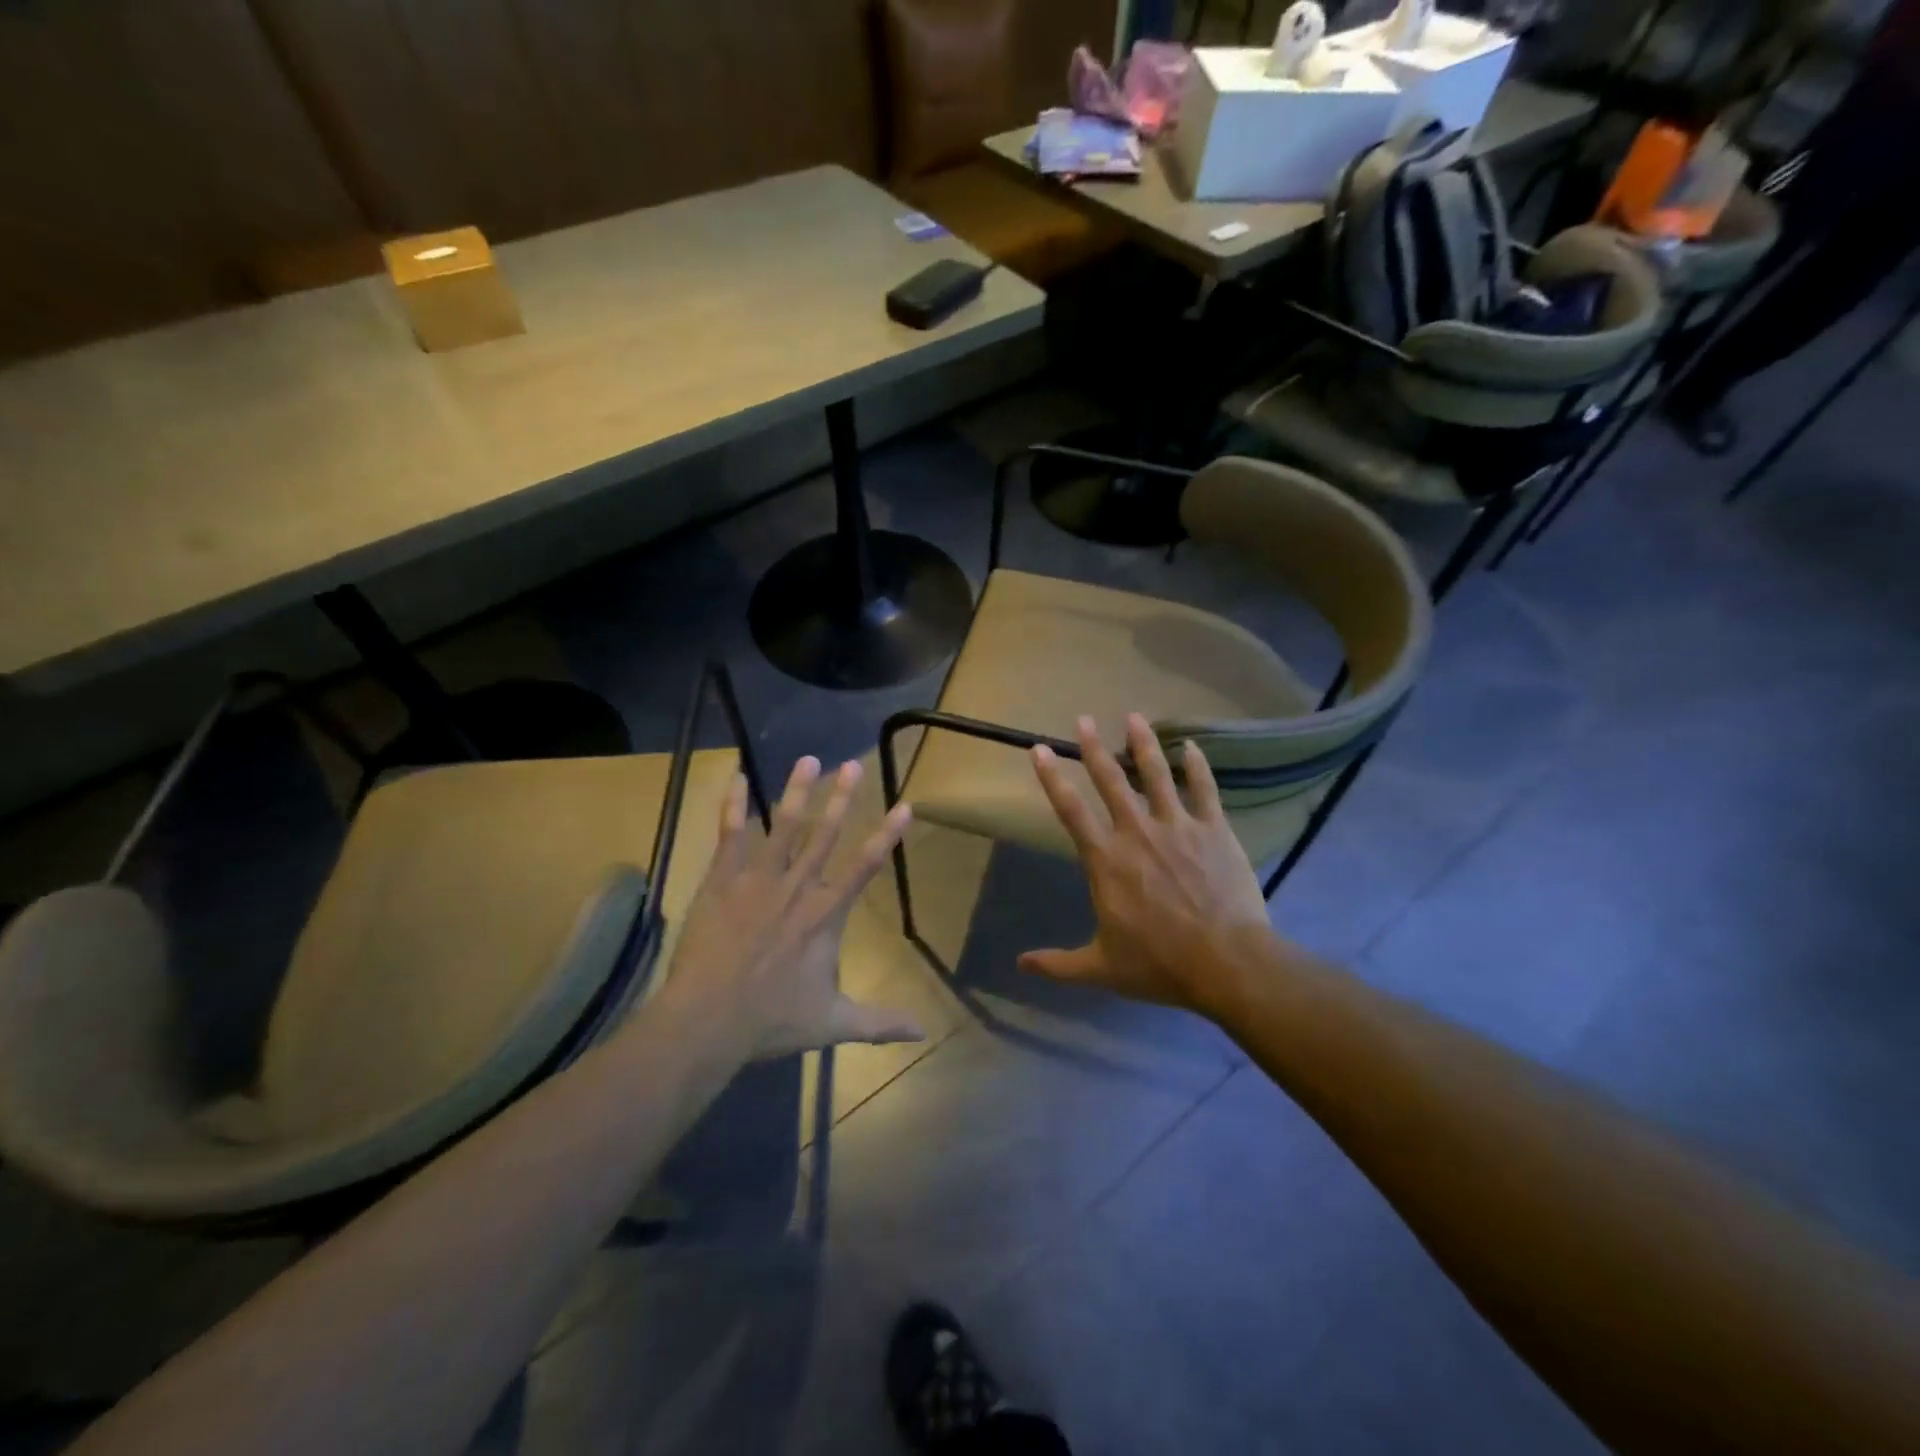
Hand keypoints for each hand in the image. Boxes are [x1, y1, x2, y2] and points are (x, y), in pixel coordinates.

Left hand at [654, 757, 923, 1063]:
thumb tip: (924, 1032)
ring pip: (783, 826)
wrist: (708, 1021)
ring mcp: (758, 880)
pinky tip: (737, 777)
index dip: (887, 835)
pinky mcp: (722, 881)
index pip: (866, 866)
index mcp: (826, 915)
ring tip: (809, 759)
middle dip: (842, 798)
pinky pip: (730, 836)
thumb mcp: (833, 1024)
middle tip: (853, 764)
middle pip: (826, 834)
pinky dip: (733, 806)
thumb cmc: (772, 1020)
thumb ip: (879, 1022)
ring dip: (798, 791)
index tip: (905, 805)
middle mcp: (797, 887)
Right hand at [1022, 714, 1272, 1012]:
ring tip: (1134, 717)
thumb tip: (1019, 965)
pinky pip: (1204, 790)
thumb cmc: (1160, 964)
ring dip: (1143, 744)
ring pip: (1157, 775)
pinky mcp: (1214, 830)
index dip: (1052, 777)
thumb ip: (1058, 964)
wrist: (1227, 963)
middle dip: (1093, 748)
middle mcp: (1137, 833)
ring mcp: (1178, 827)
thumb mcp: (1101, 968)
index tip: (1039, 749)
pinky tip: (1192, 746)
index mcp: (1106, 860)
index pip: (1070, 810)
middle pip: (1110, 781)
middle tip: (1083, 719)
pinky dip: (1197, 766)